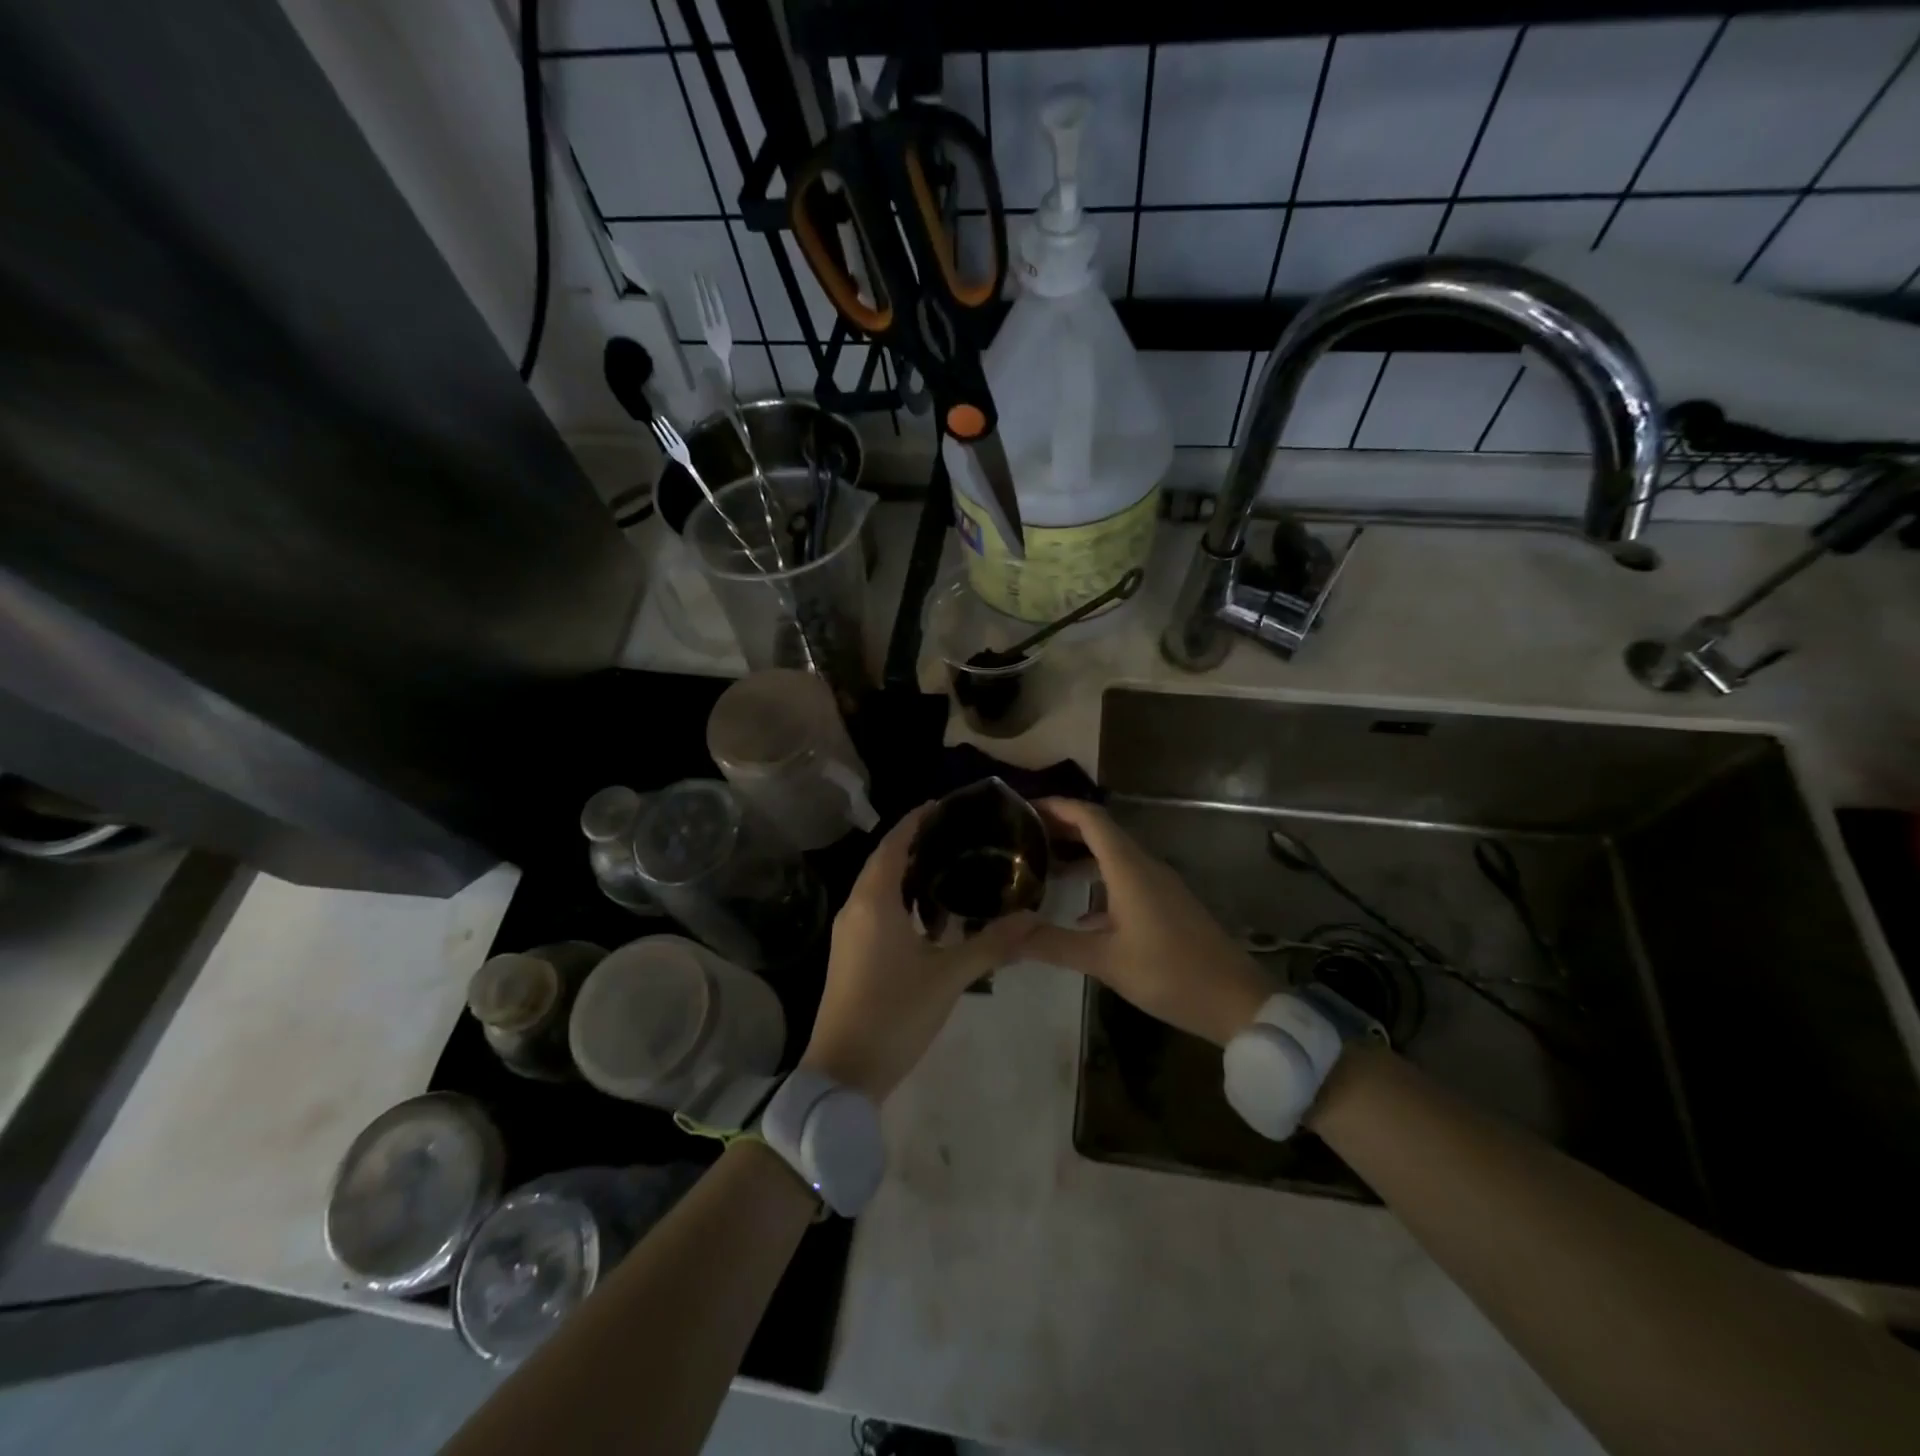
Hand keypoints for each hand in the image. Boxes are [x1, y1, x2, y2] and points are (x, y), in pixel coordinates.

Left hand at [799, 804, 1038, 1101]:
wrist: (842, 1072)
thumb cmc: (895, 1014)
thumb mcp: (949, 977)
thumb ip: (991, 943)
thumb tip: (1031, 917)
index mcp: (874, 900)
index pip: (895, 842)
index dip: (917, 820)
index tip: (946, 805)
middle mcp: (855, 906)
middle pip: (884, 859)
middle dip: (915, 841)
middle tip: (957, 832)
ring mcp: (847, 930)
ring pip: (877, 884)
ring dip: (907, 870)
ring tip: (949, 864)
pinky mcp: (848, 951)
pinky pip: (874, 906)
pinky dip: (899, 896)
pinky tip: (929, 912)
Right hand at [1023, 798, 1272, 1045]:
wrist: (1235, 1000)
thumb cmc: (1169, 972)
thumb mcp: (1105, 960)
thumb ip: (1052, 943)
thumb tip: (1004, 934)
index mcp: (1129, 868)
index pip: (1090, 818)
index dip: (1057, 806)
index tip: (1024, 808)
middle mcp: (1144, 866)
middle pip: (1100, 831)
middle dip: (1062, 828)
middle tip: (1023, 836)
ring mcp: (1158, 885)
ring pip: (1112, 856)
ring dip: (1079, 855)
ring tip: (1042, 868)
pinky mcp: (1165, 905)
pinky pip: (1124, 878)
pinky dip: (1096, 881)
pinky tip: (1076, 911)